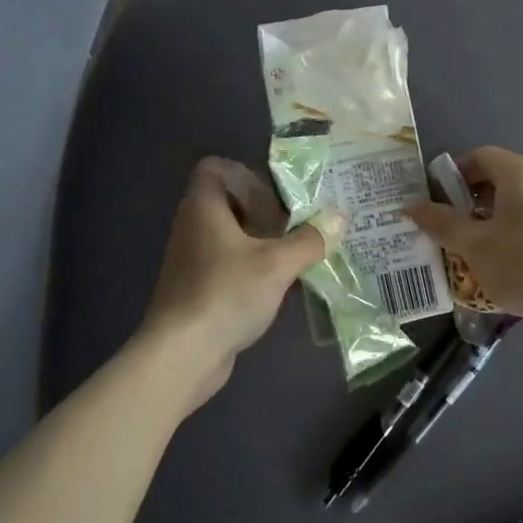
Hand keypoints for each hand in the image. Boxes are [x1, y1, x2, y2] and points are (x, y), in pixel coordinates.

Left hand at [135, 157, 339, 411]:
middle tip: (292, 229)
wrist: (181, 354)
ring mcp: (191, 260)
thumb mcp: (277, 264)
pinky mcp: (195, 289)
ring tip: (291, 258)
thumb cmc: (226, 293)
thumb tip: (340, 216)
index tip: (274, 200)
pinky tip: (274, 288)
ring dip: (260, 243)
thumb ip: (310, 239)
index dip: (246, 176)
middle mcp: (192, 226)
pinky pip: (226, 265)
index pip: (215, 168)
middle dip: (263, 212)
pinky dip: (250, 269)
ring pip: (230, 236)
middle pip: (228, 202)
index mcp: (203, 207)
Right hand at [406, 146, 522, 321]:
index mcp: (521, 172)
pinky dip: (517, 227)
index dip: (454, 174)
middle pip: (501, 176)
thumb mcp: (474, 245)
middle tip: (453, 226)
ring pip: (520, 198)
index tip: (438, 200)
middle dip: (471, 198)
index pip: (480, 156)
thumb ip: (441, 223)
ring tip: (477, 246)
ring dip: (494, 215)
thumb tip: (412, 207)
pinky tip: (510, 259)